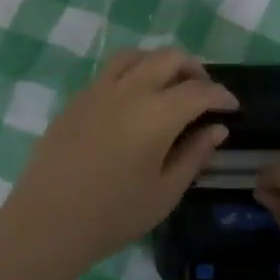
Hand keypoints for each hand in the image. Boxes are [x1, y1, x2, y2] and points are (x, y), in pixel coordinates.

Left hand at [3, 48, 237, 270]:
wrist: (47, 223)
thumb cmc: (114, 215)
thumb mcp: (165, 192)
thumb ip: (194, 154)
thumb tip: (216, 129)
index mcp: (157, 114)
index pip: (200, 90)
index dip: (221, 95)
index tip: (232, 107)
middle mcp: (129, 90)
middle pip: (169, 58)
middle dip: (194, 70)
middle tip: (203, 94)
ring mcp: (98, 90)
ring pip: (136, 56)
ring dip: (159, 64)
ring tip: (167, 88)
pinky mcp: (76, 99)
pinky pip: (110, 72)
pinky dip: (132, 74)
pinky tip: (133, 104)